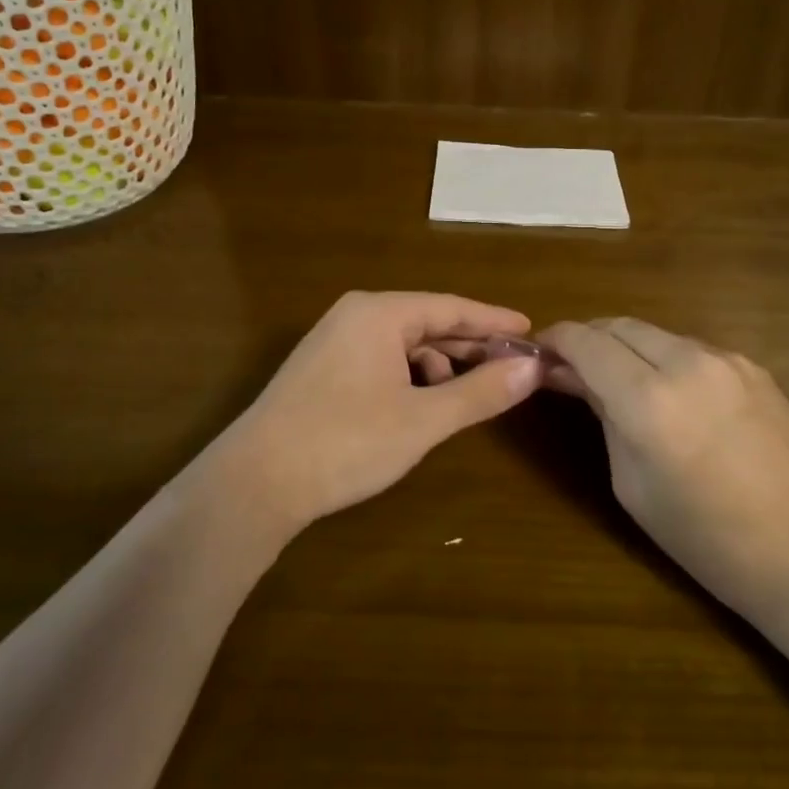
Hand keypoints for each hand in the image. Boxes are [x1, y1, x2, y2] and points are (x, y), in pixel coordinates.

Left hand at [213, 291, 542, 535]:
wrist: (255, 482)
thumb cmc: (346, 442)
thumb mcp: (423, 419)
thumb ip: (480, 392)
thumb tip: (532, 369)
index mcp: (379, 313)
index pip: (451, 307)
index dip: (493, 321)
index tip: (530, 331)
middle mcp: (355, 316)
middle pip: (427, 322)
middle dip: (469, 346)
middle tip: (512, 366)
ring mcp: (333, 342)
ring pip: (403, 344)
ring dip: (439, 366)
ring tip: (465, 395)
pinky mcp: (321, 370)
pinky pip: (381, 360)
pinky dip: (409, 378)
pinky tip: (420, 407)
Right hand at [538, 318, 788, 611]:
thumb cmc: (706, 539)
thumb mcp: (632, 484)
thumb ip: (603, 417)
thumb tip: (575, 378)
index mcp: (648, 400)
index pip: (585, 341)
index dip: (555, 339)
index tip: (538, 351)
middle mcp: (688, 363)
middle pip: (619, 325)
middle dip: (588, 338)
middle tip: (569, 366)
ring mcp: (727, 360)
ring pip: (657, 333)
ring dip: (627, 347)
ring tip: (617, 380)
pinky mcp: (755, 368)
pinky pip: (692, 350)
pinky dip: (665, 358)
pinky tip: (668, 393)